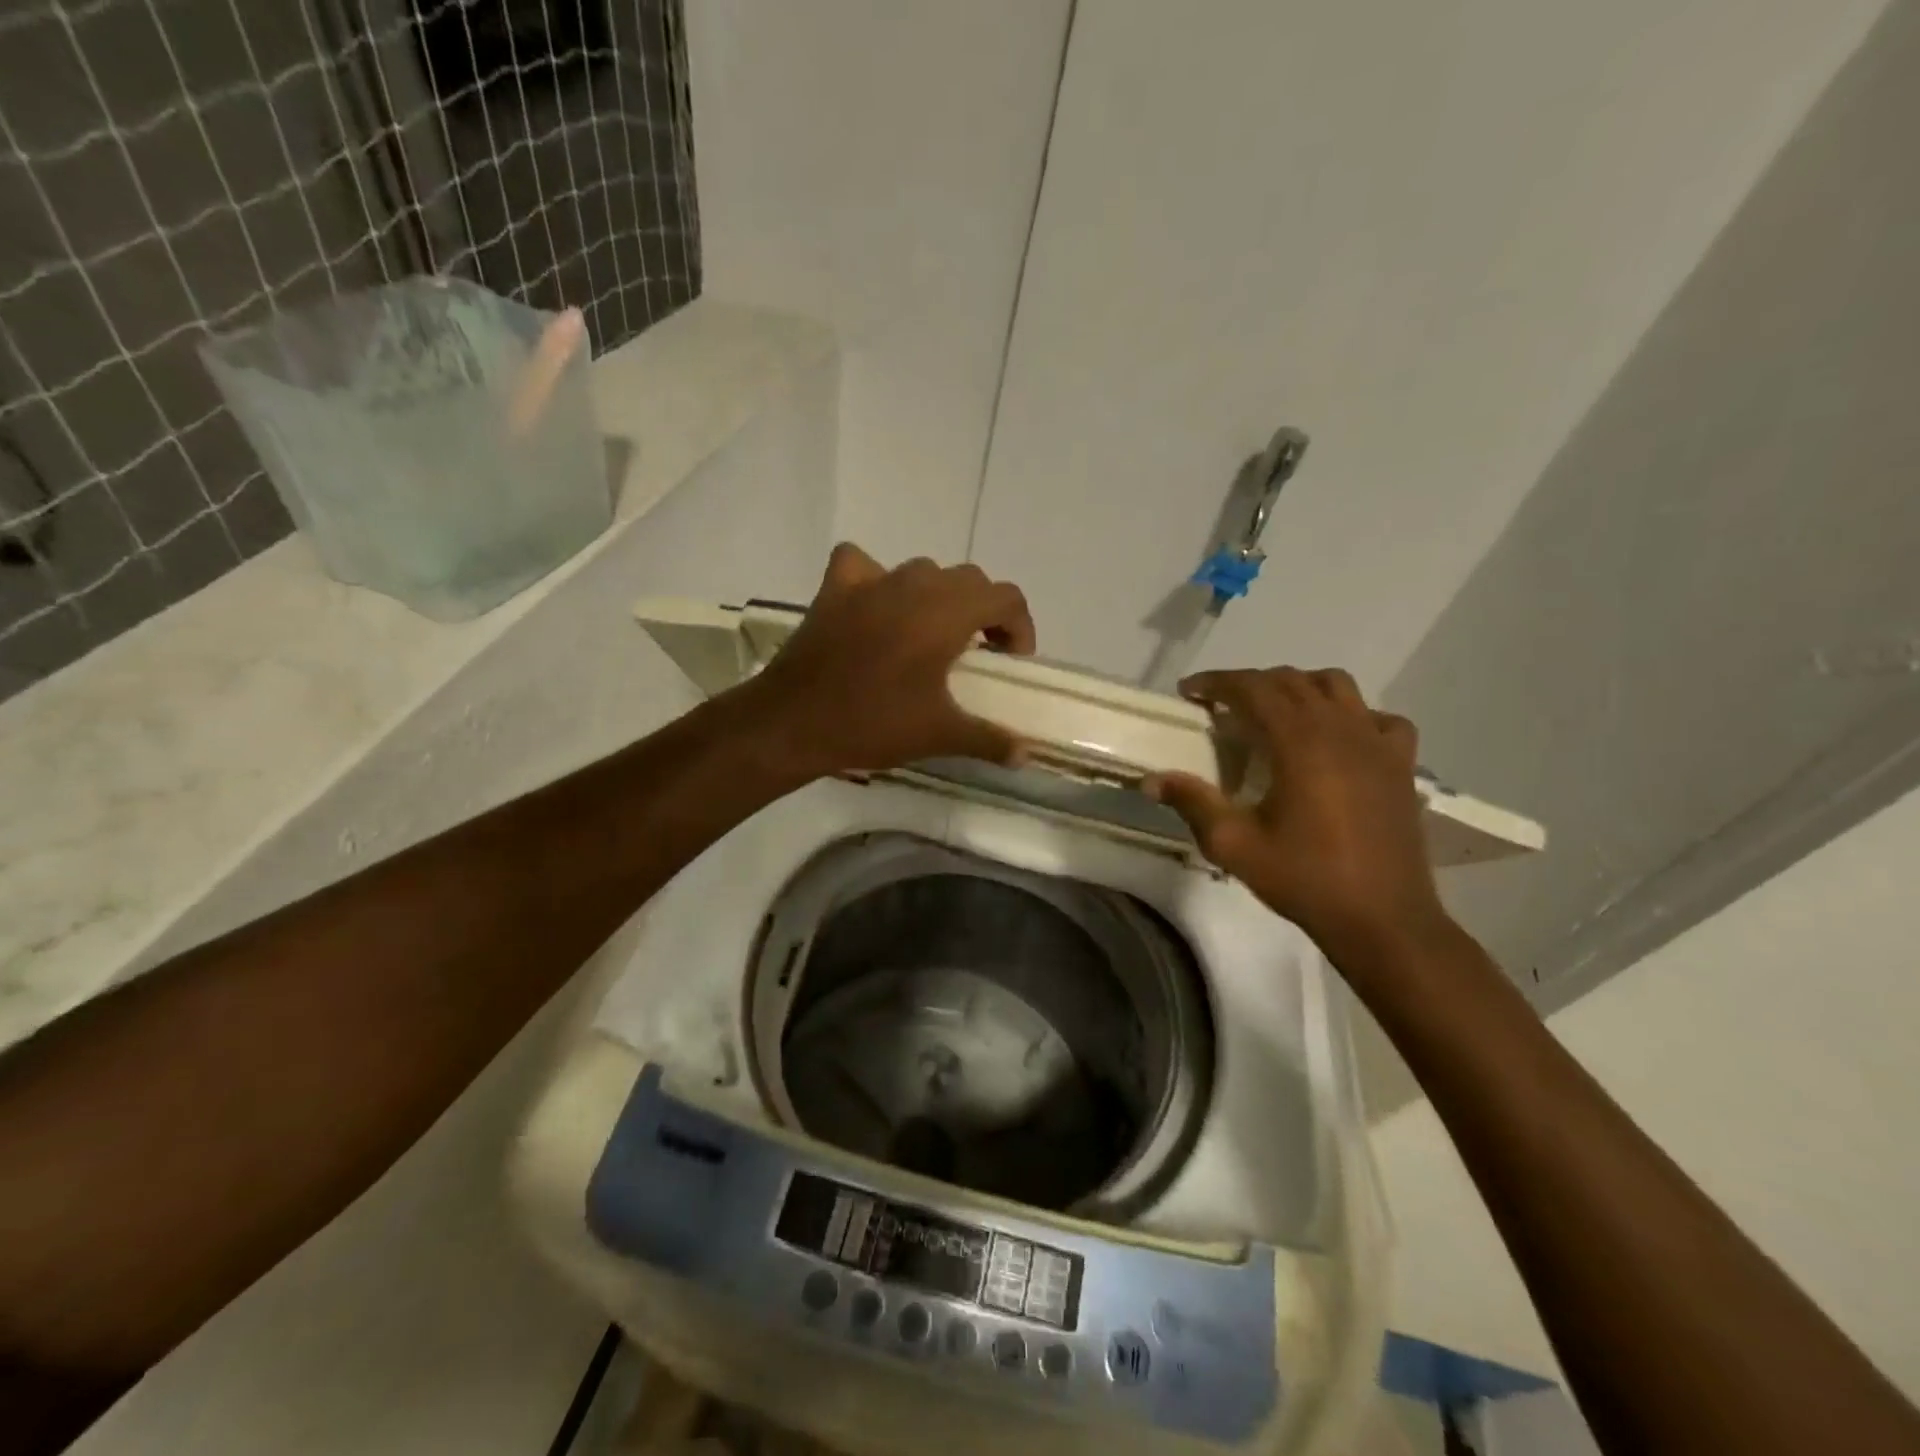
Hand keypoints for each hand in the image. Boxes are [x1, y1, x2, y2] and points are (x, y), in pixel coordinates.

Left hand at [746, 543, 1036, 776]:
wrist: (794, 723)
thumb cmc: (873, 724)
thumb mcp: (940, 735)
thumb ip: (990, 740)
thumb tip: (1025, 756)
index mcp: (946, 613)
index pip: (1005, 596)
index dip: (1019, 627)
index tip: (1009, 662)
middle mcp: (913, 585)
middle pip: (968, 580)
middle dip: (983, 612)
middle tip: (977, 654)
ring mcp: (870, 580)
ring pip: (922, 572)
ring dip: (937, 597)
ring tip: (930, 636)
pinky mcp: (834, 588)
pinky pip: (863, 564)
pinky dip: (876, 579)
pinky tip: (875, 606)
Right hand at [1144, 668, 1450, 955]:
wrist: (1382, 920)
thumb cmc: (1305, 879)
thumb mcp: (1234, 845)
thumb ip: (1192, 803)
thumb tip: (1151, 780)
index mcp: (1299, 742)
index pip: (1253, 688)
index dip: (1217, 682)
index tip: (1189, 691)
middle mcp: (1340, 729)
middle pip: (1291, 681)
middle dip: (1251, 684)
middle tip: (1221, 706)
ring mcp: (1378, 743)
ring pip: (1337, 686)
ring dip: (1300, 687)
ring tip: (1275, 712)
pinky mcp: (1401, 764)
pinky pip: (1379, 718)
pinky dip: (1353, 715)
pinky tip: (1338, 738)